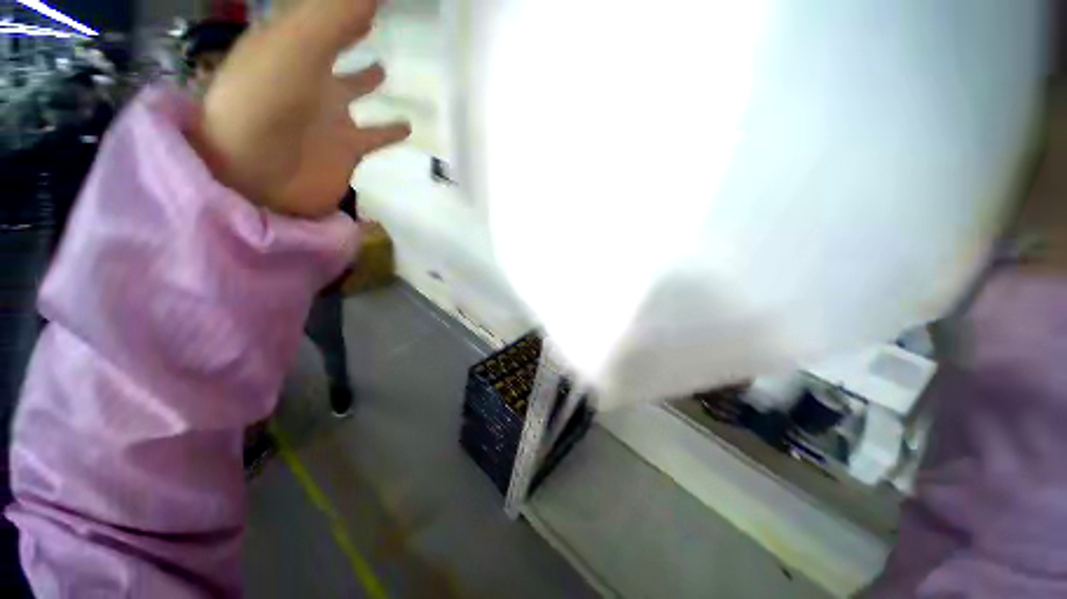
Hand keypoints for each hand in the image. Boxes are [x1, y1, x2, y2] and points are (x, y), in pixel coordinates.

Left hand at [192, 0, 409, 216]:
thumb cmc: (267, 100)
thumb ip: (338, 15)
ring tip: (385, 70)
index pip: (324, 13)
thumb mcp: (299, 43)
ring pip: (355, 91)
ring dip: (368, 80)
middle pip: (335, 47)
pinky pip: (376, 136)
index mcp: (294, 45)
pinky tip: (408, 127)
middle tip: (374, 18)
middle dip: (351, 32)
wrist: (256, 172)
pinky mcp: (348, 149)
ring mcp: (331, 115)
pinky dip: (392, 132)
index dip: (346, 4)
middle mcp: (312, 75)